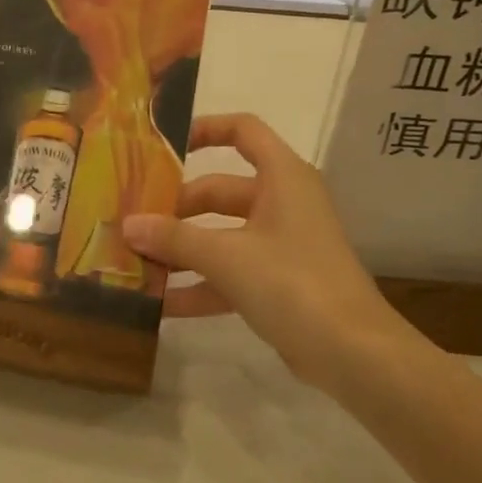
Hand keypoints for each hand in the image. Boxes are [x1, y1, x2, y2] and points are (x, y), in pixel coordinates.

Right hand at [123, 114, 421, 393]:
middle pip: (220, 191)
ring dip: (182, 249)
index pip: (243, 130)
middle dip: (176, 209)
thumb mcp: (227, 256)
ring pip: (222, 235)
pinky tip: (160, 305)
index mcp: (282, 177)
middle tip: (132, 222)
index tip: (162, 147)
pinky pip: (231, 272)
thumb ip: (175, 238)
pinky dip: (200, 284)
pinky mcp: (279, 283)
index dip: (205, 129)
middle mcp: (283, 202)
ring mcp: (282, 244)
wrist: (353, 353)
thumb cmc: (292, 282)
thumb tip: (128, 225)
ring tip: (135, 262)